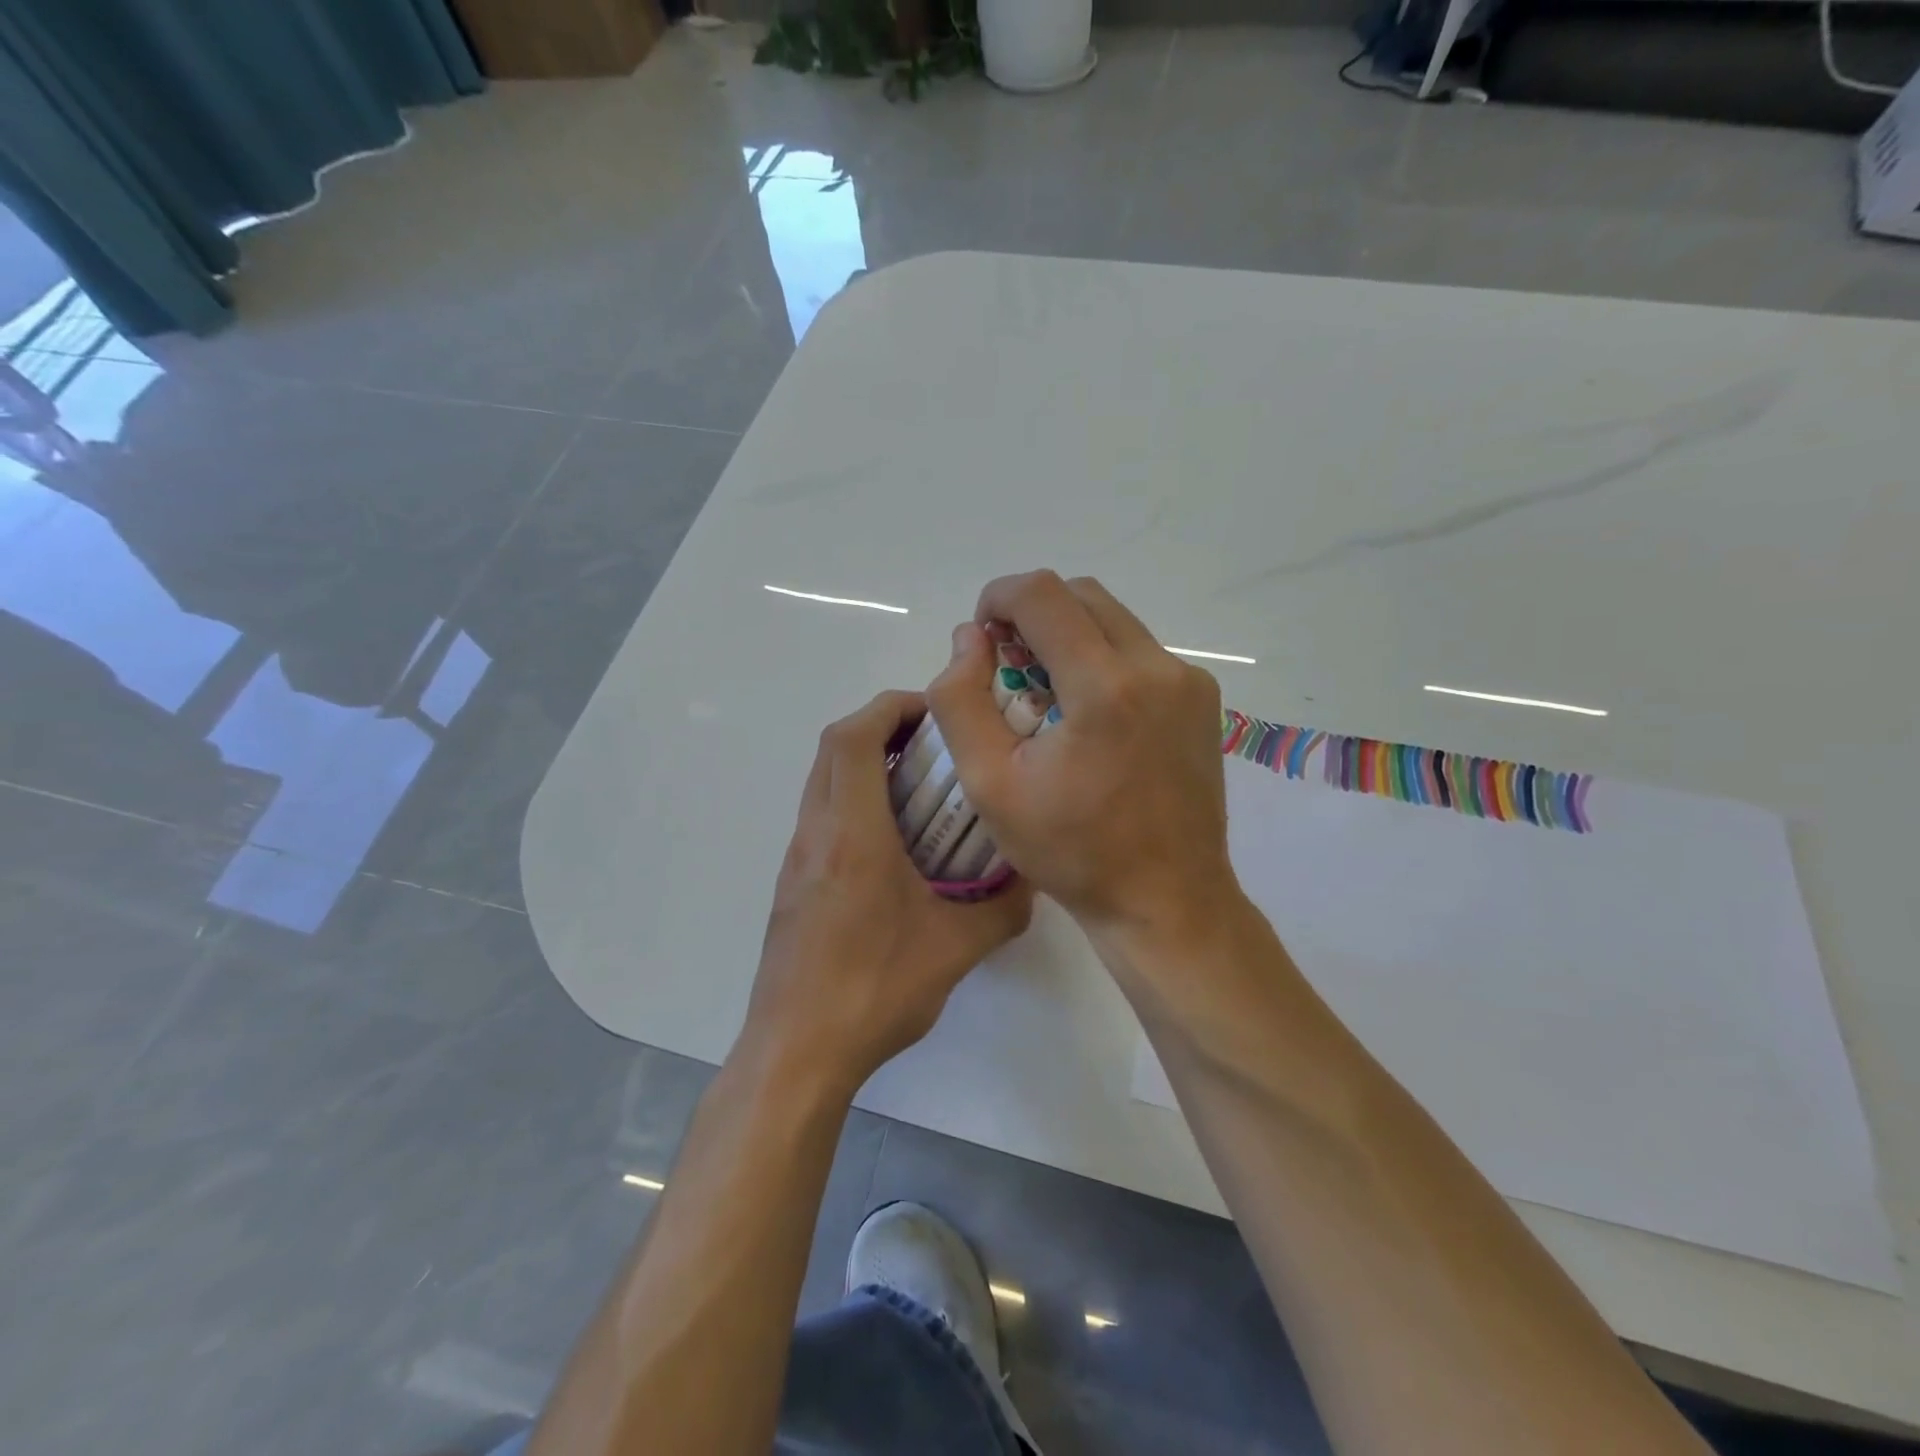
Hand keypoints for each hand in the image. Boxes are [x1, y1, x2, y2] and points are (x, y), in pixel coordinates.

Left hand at [741, 690, 1034, 1094]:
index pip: (856, 736)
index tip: (936, 714)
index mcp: (852, 833)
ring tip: (921, 785)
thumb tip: (1032, 878)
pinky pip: (821, 814)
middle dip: (883, 725)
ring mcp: (797, 857)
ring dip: (866, 762)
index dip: (893, 707)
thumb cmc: (874, 991)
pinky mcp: (792, 882)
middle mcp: (816, 832)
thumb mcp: (957, 949)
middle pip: (834, 746)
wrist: (796, 1052)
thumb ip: (1003, 907)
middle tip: (934, 743)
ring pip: (823, 779)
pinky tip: (894, 841)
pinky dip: (854, 798)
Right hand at [928, 570, 1241, 945]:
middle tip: (1008, 668)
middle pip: (1082, 596)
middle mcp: (1158, 667)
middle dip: (1034, 615)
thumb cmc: (1072, 851)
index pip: (1042, 594)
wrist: (1167, 901)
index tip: (981, 636)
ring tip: (1048, 697)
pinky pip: (1141, 652)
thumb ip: (961, 701)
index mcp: (1105, 686)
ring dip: (1070, 637)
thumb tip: (968, 639)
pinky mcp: (1204, 700)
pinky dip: (1103, 660)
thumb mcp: (990, 785)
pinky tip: (1089, 717)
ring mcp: (1189, 682)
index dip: (998, 597)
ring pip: (1114, 621)